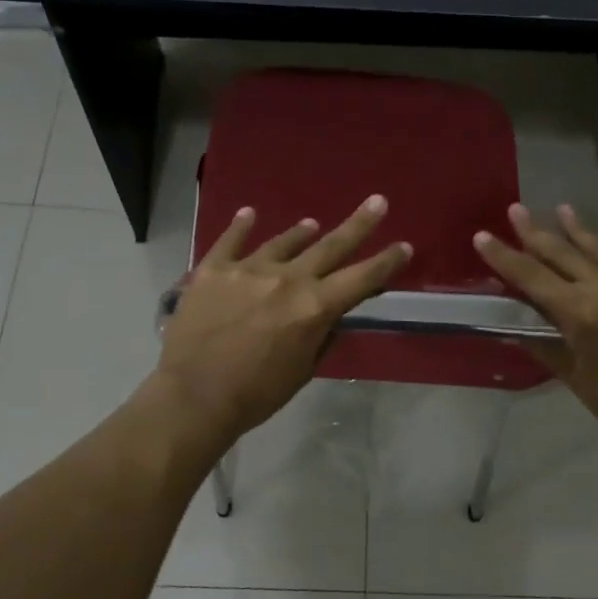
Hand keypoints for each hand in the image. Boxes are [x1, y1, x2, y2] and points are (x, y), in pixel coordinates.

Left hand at [154, 196, 411, 440]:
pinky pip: (230, 241)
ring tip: (311, 224)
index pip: (361, 279)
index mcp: (314, 307)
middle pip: (330, 246)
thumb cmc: (256, 394)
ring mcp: (248, 269)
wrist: (193, 396)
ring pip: (282, 242)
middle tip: (377, 202)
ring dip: (300, 233)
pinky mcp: (213, 270)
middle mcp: (287, 279)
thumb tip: (329, 316)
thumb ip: (320, 336)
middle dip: (358, 224)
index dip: (386, 263)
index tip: (404, 246)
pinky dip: (241, 227)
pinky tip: (249, 214)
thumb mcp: (303, 370)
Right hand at [474, 204, 597, 450]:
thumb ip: (542, 342)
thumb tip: (514, 323)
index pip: (531, 277)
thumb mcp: (572, 376)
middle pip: (562, 254)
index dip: (504, 256)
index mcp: (580, 312)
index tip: (482, 236)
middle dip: (535, 232)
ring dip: (578, 230)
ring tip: (561, 208)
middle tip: (516, 209)